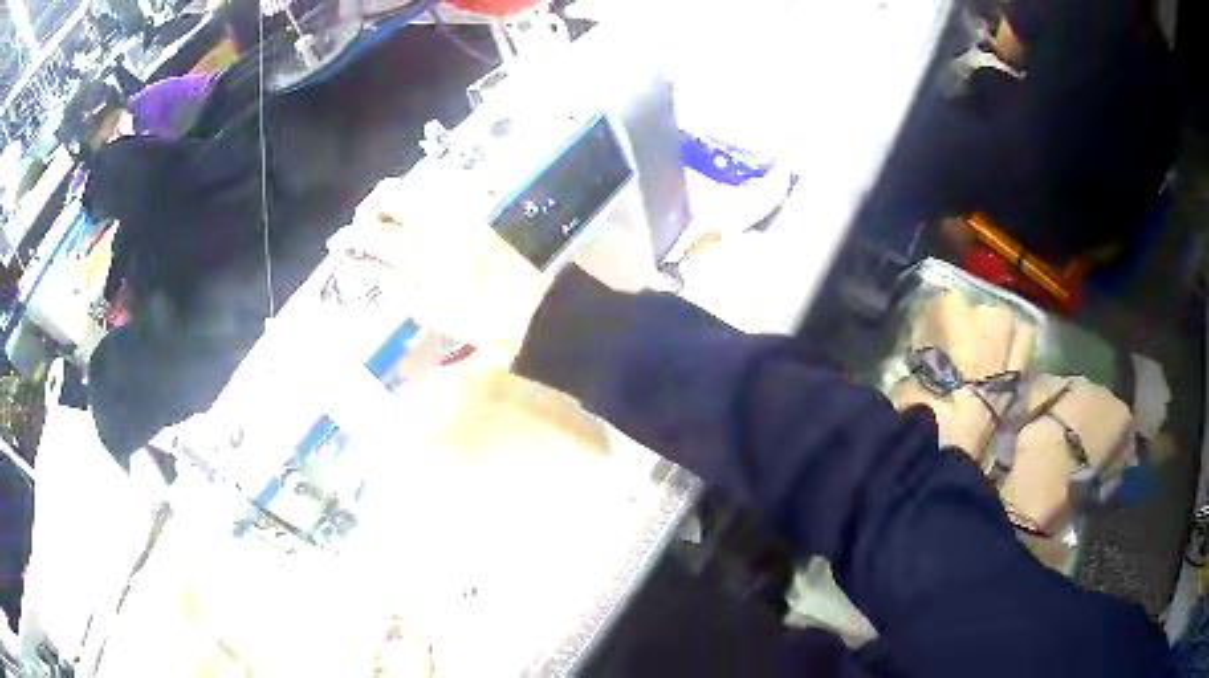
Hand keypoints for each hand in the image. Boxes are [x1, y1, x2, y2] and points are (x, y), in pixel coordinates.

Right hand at [334, 177, 555, 355]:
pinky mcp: (475, 205)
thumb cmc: (480, 317)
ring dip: (394, 204)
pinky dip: (418, 203)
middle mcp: (437, 217)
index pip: (373, 232)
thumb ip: (391, 283)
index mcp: (422, 249)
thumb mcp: (429, 310)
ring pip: (413, 187)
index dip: (350, 236)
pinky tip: (421, 227)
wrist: (534, 304)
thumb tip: (362, 265)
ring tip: (392, 231)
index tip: (338, 244)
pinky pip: (437, 192)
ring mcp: (458, 207)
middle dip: (369, 207)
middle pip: (390, 190)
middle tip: (367, 232)